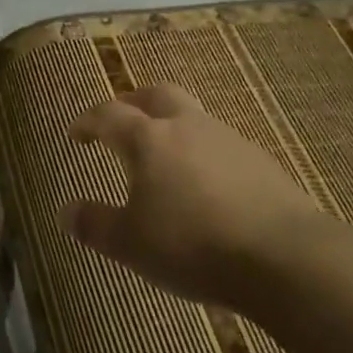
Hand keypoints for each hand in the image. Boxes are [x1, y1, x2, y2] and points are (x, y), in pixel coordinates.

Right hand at [63, 84, 330, 305]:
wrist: (285, 257)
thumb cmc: (192, 245)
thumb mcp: (130, 244)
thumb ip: (94, 224)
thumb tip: (67, 210)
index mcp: (148, 139)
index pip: (109, 115)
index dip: (89, 121)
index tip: (77, 133)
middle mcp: (187, 127)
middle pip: (157, 95)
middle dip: (134, 102)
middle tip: (121, 119)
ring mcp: (229, 140)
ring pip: (193, 117)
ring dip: (173, 126)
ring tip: (165, 157)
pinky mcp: (262, 161)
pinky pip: (222, 145)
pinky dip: (203, 153)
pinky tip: (206, 184)